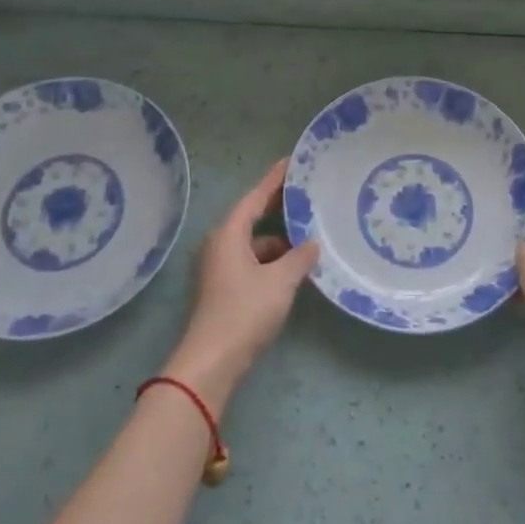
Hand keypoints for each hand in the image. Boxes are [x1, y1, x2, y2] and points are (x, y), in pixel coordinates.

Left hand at [165, 160, 317, 406]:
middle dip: (278, 208)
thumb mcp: (280, 281)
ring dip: (278, 240)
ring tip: (308, 237)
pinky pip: (251, 262)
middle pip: (252, 218)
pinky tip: (292, 269)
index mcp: (229, 233)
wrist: (212, 361)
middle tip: (305, 196)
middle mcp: (220, 244)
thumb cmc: (245, 311)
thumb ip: (299, 258)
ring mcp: (219, 268)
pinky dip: (271, 261)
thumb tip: (312, 244)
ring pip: (253, 243)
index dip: (274, 180)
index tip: (291, 162)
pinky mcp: (223, 289)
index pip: (254, 197)